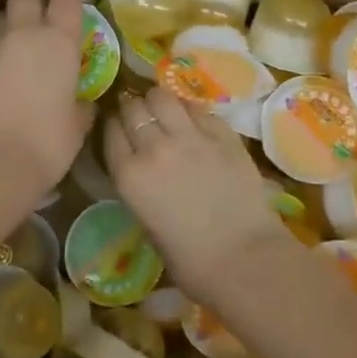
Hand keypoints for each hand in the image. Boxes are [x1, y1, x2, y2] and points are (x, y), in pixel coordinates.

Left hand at [0, 0, 94, 201]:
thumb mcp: (77, 125)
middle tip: (41, 18)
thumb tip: (82, 101)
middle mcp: (23, 34)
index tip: (73, 12)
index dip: (70, 0)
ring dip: (9, 23)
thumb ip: (81, 104)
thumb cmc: (47, 145)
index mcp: (58, 41)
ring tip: (17, 47)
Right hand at [103, 85, 289, 301]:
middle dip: (134, 109)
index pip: (111, 130)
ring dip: (160, 102)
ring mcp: (190, 136)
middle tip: (143, 117)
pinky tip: (196, 123)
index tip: (120, 128)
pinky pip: (198, 108)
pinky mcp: (222, 133)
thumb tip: (142, 167)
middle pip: (134, 108)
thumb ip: (139, 186)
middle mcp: (154, 147)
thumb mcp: (147, 225)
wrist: (245, 259)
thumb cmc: (191, 260)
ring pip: (163, 97)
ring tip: (166, 110)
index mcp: (129, 175)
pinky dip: (191, 111)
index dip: (115, 126)